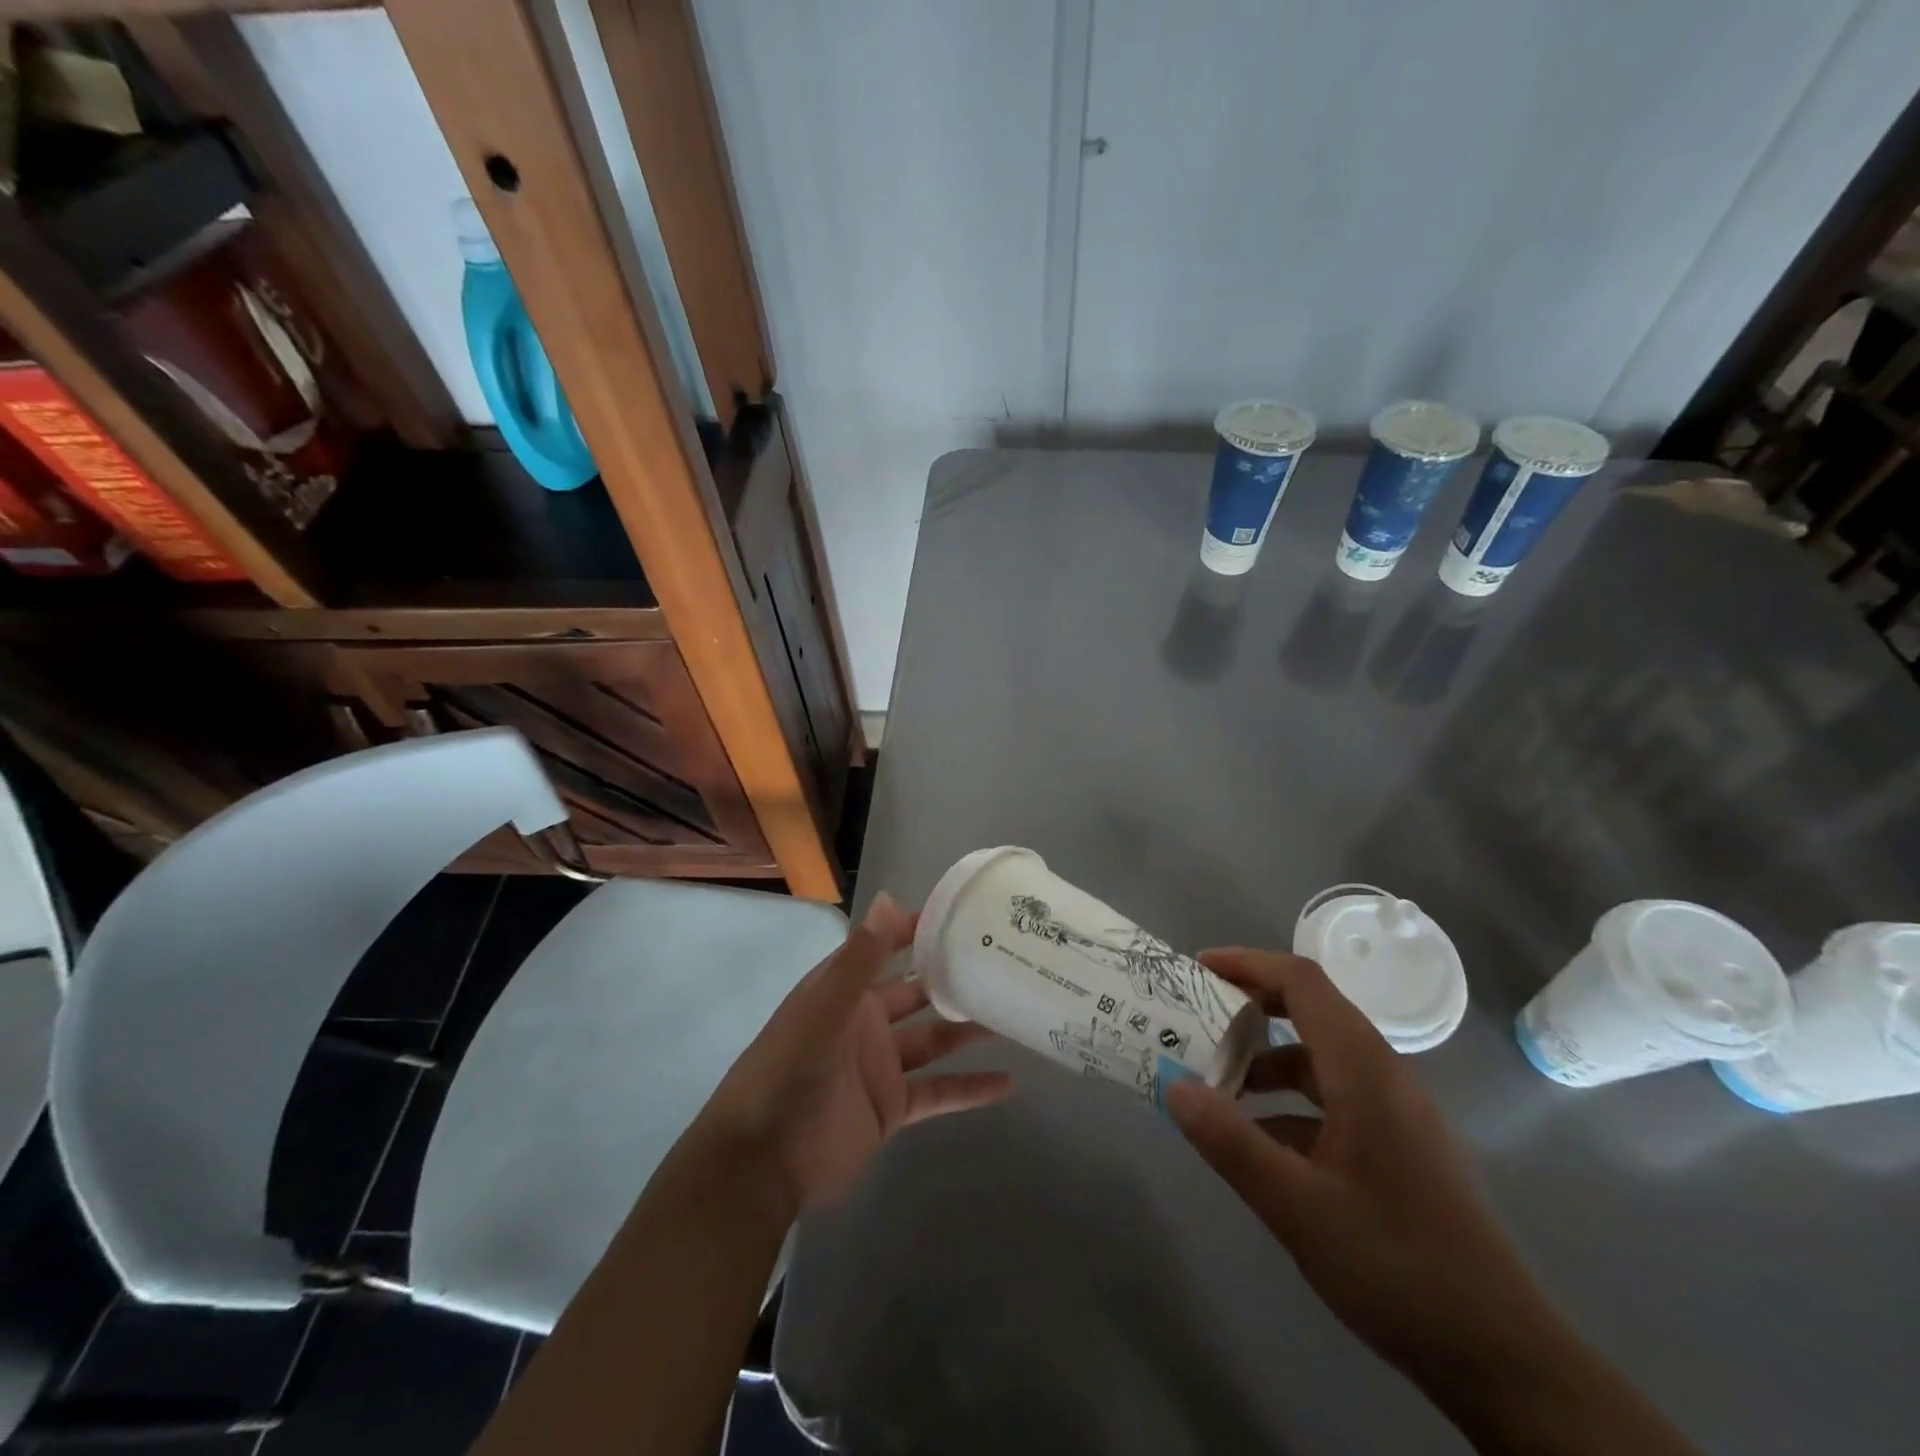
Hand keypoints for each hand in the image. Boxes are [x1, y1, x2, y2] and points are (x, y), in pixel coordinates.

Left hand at [702, 894, 1012, 1218]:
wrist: (761, 1163)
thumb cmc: (788, 1072)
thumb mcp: (823, 1009)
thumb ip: (859, 959)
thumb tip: (888, 898)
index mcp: (844, 991)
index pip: (885, 948)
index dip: (917, 929)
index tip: (962, 914)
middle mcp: (865, 1021)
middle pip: (917, 991)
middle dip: (952, 977)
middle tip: (1001, 961)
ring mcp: (880, 1065)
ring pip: (933, 1038)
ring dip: (968, 1028)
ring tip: (1013, 1012)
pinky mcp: (892, 1107)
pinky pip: (939, 1092)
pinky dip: (971, 1089)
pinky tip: (1009, 1083)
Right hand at [1164, 948, 1561, 1397]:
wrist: (1503, 1358)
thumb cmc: (1397, 1266)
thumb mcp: (1296, 1207)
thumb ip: (1229, 1143)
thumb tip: (1173, 1087)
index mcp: (1364, 1071)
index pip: (1303, 983)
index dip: (1249, 964)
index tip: (1198, 970)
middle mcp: (1383, 1076)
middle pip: (1312, 1011)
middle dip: (1251, 1006)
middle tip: (1198, 1019)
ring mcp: (1396, 1113)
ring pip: (1320, 1058)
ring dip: (1267, 1060)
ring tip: (1217, 1085)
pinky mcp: (1399, 1146)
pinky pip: (1334, 1098)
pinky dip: (1290, 1101)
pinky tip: (1260, 1141)